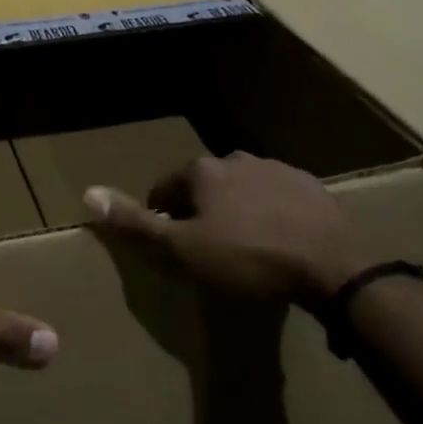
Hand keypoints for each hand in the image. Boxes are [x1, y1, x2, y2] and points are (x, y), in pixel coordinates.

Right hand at [83, 152, 364, 310]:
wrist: (334, 265)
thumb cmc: (248, 258)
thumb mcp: (183, 249)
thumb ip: (136, 223)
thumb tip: (88, 193)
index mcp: (202, 170)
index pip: (165, 188)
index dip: (162, 217)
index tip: (171, 245)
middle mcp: (235, 158)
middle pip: (204, 185)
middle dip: (199, 211)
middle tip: (208, 249)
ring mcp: (276, 168)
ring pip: (241, 188)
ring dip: (235, 209)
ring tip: (245, 247)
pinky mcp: (310, 185)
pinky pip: (276, 196)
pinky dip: (270, 212)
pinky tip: (280, 240)